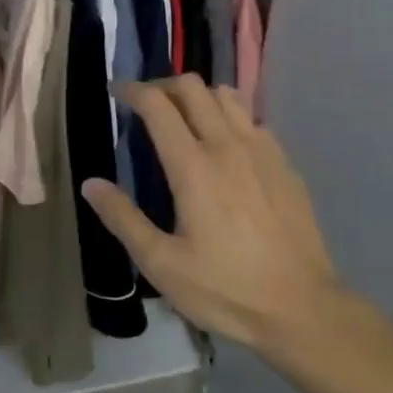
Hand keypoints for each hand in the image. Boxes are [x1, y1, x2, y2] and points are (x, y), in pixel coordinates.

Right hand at [81, 76, 339, 352]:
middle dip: (163, 86)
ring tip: (184, 120)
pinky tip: (225, 148)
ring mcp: (262, 150)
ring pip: (226, 95)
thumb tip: (91, 184)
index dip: (133, 90)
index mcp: (193, 166)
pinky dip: (229, 118)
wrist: (301, 307)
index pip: (158, 105)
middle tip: (147, 105)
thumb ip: (123, 219)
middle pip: (193, 87)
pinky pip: (251, 120)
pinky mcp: (284, 163)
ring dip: (199, 97)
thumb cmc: (225, 289)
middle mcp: (228, 145)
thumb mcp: (162, 264)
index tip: (117, 93)